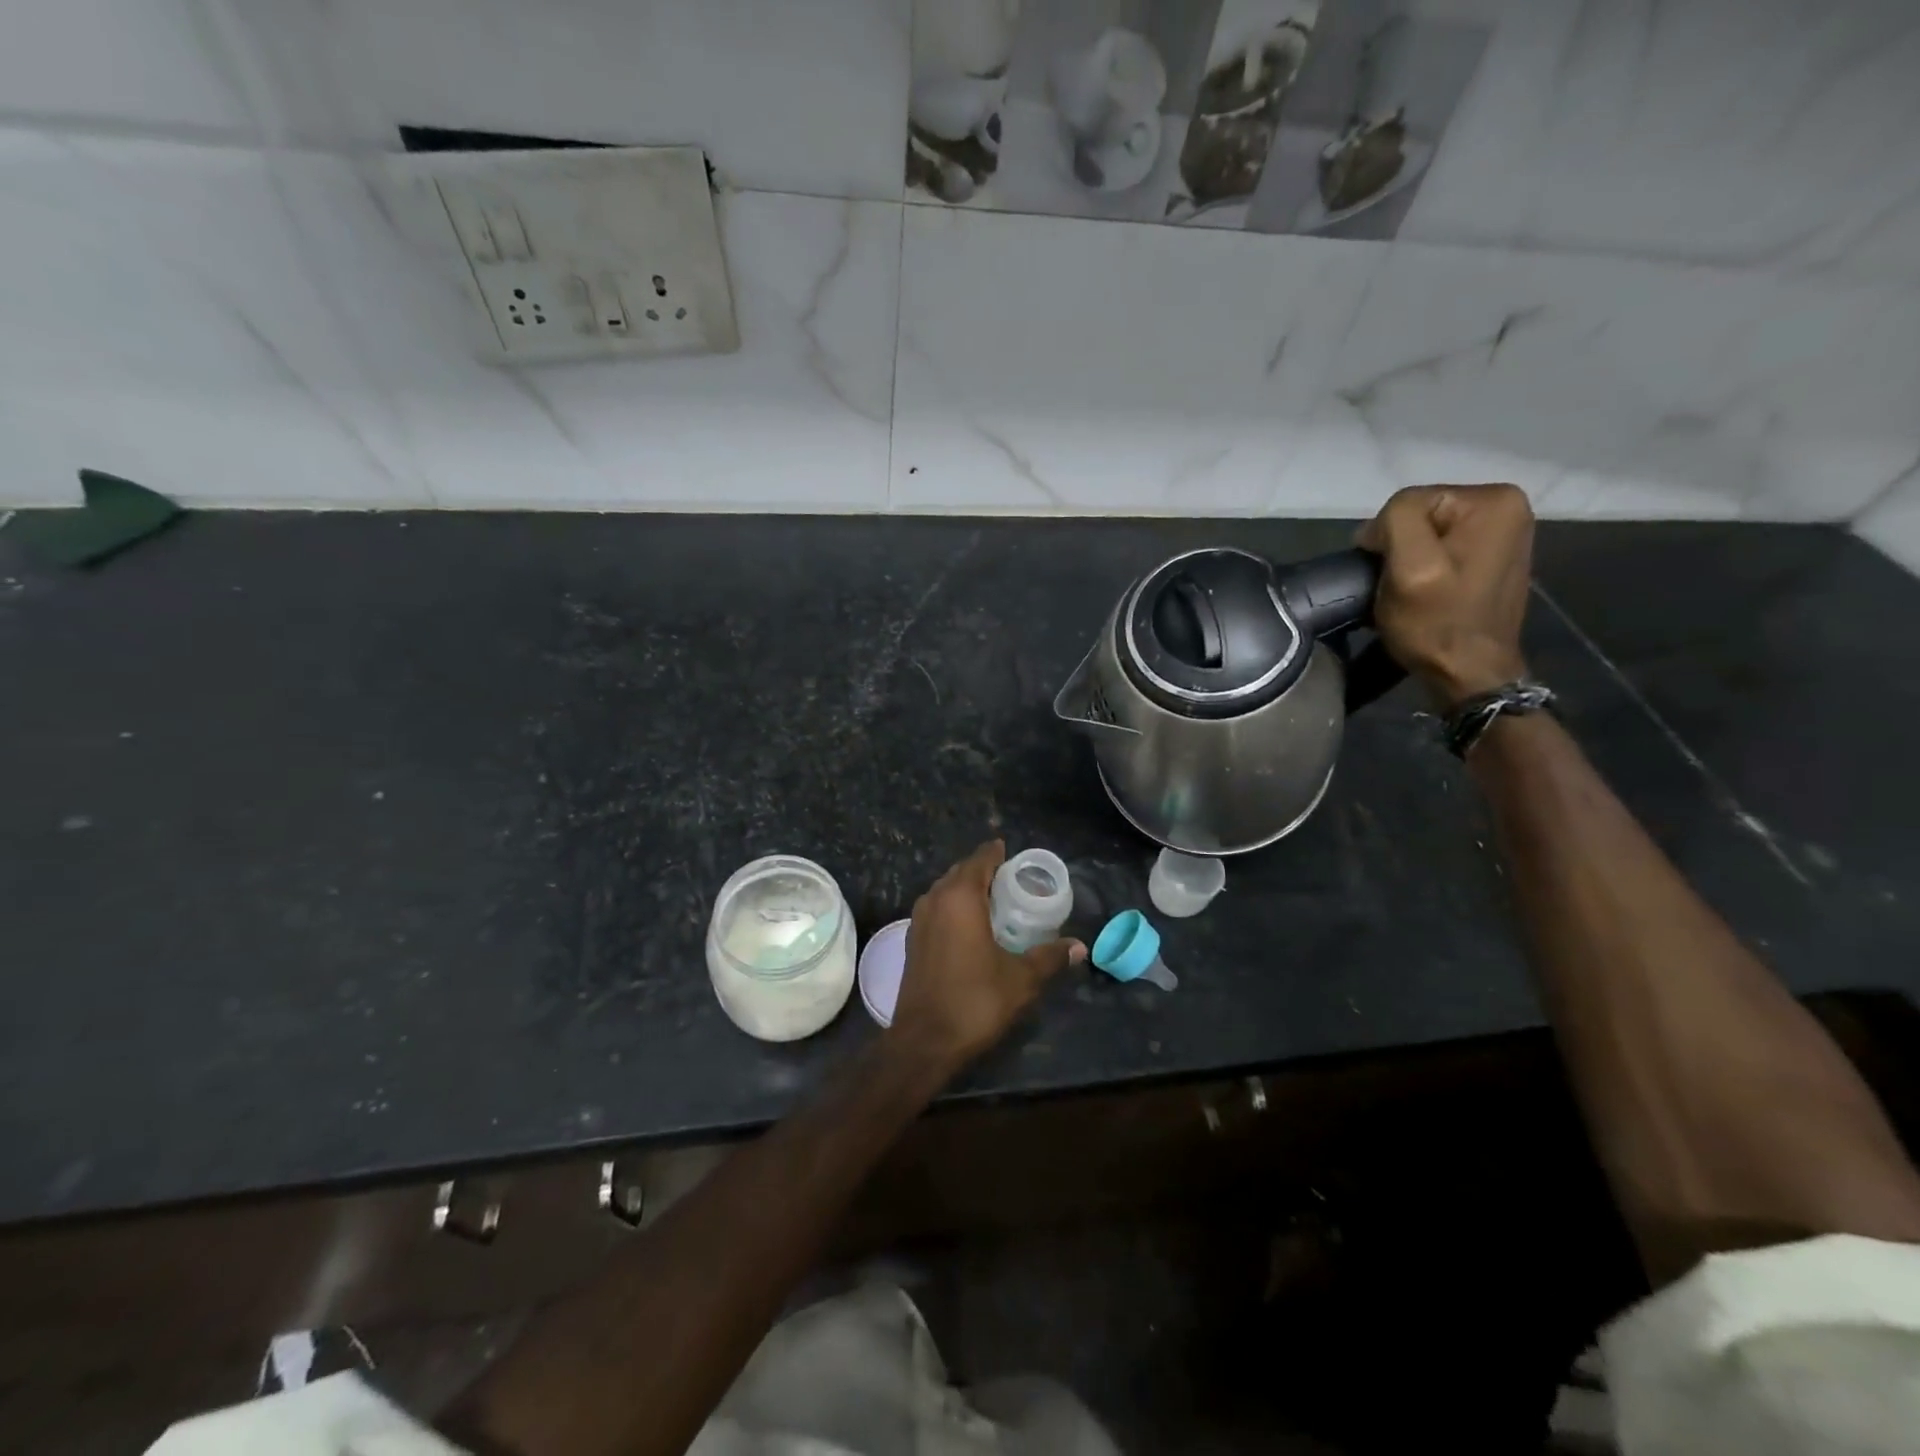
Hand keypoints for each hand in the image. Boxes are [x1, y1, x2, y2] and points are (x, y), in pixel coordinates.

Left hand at [890, 841, 1085, 1072]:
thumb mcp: (1022, 979)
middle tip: (1013, 879)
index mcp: (961, 897)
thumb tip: (1080, 947)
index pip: (980, 859)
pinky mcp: (912, 939)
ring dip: (967, 889)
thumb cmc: (975, 1000)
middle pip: (961, 871)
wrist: (924, 1041)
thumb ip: (1050, 957)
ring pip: (945, 890)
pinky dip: (953, 907)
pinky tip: (971, 926)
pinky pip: (937, 908)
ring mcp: (919, 919)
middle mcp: (935, 899)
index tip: (1015, 855)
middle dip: (984, 870)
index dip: (998, 853)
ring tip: (995, 900)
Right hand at [1357, 483, 1534, 706]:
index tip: (1391, 574)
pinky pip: (1442, 547)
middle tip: (1400, 585)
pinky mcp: (1493, 555)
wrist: (1469, 673)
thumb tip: (1379, 526)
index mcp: (1494, 501)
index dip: (1387, 537)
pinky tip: (1428, 592)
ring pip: (1427, 532)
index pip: (1410, 501)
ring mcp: (1504, 532)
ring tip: (1412, 591)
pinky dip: (1426, 567)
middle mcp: (1508, 506)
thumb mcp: (1410, 567)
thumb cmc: (1437, 623)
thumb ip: (1397, 520)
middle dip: (1400, 547)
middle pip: (1421, 514)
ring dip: (1410, 560)